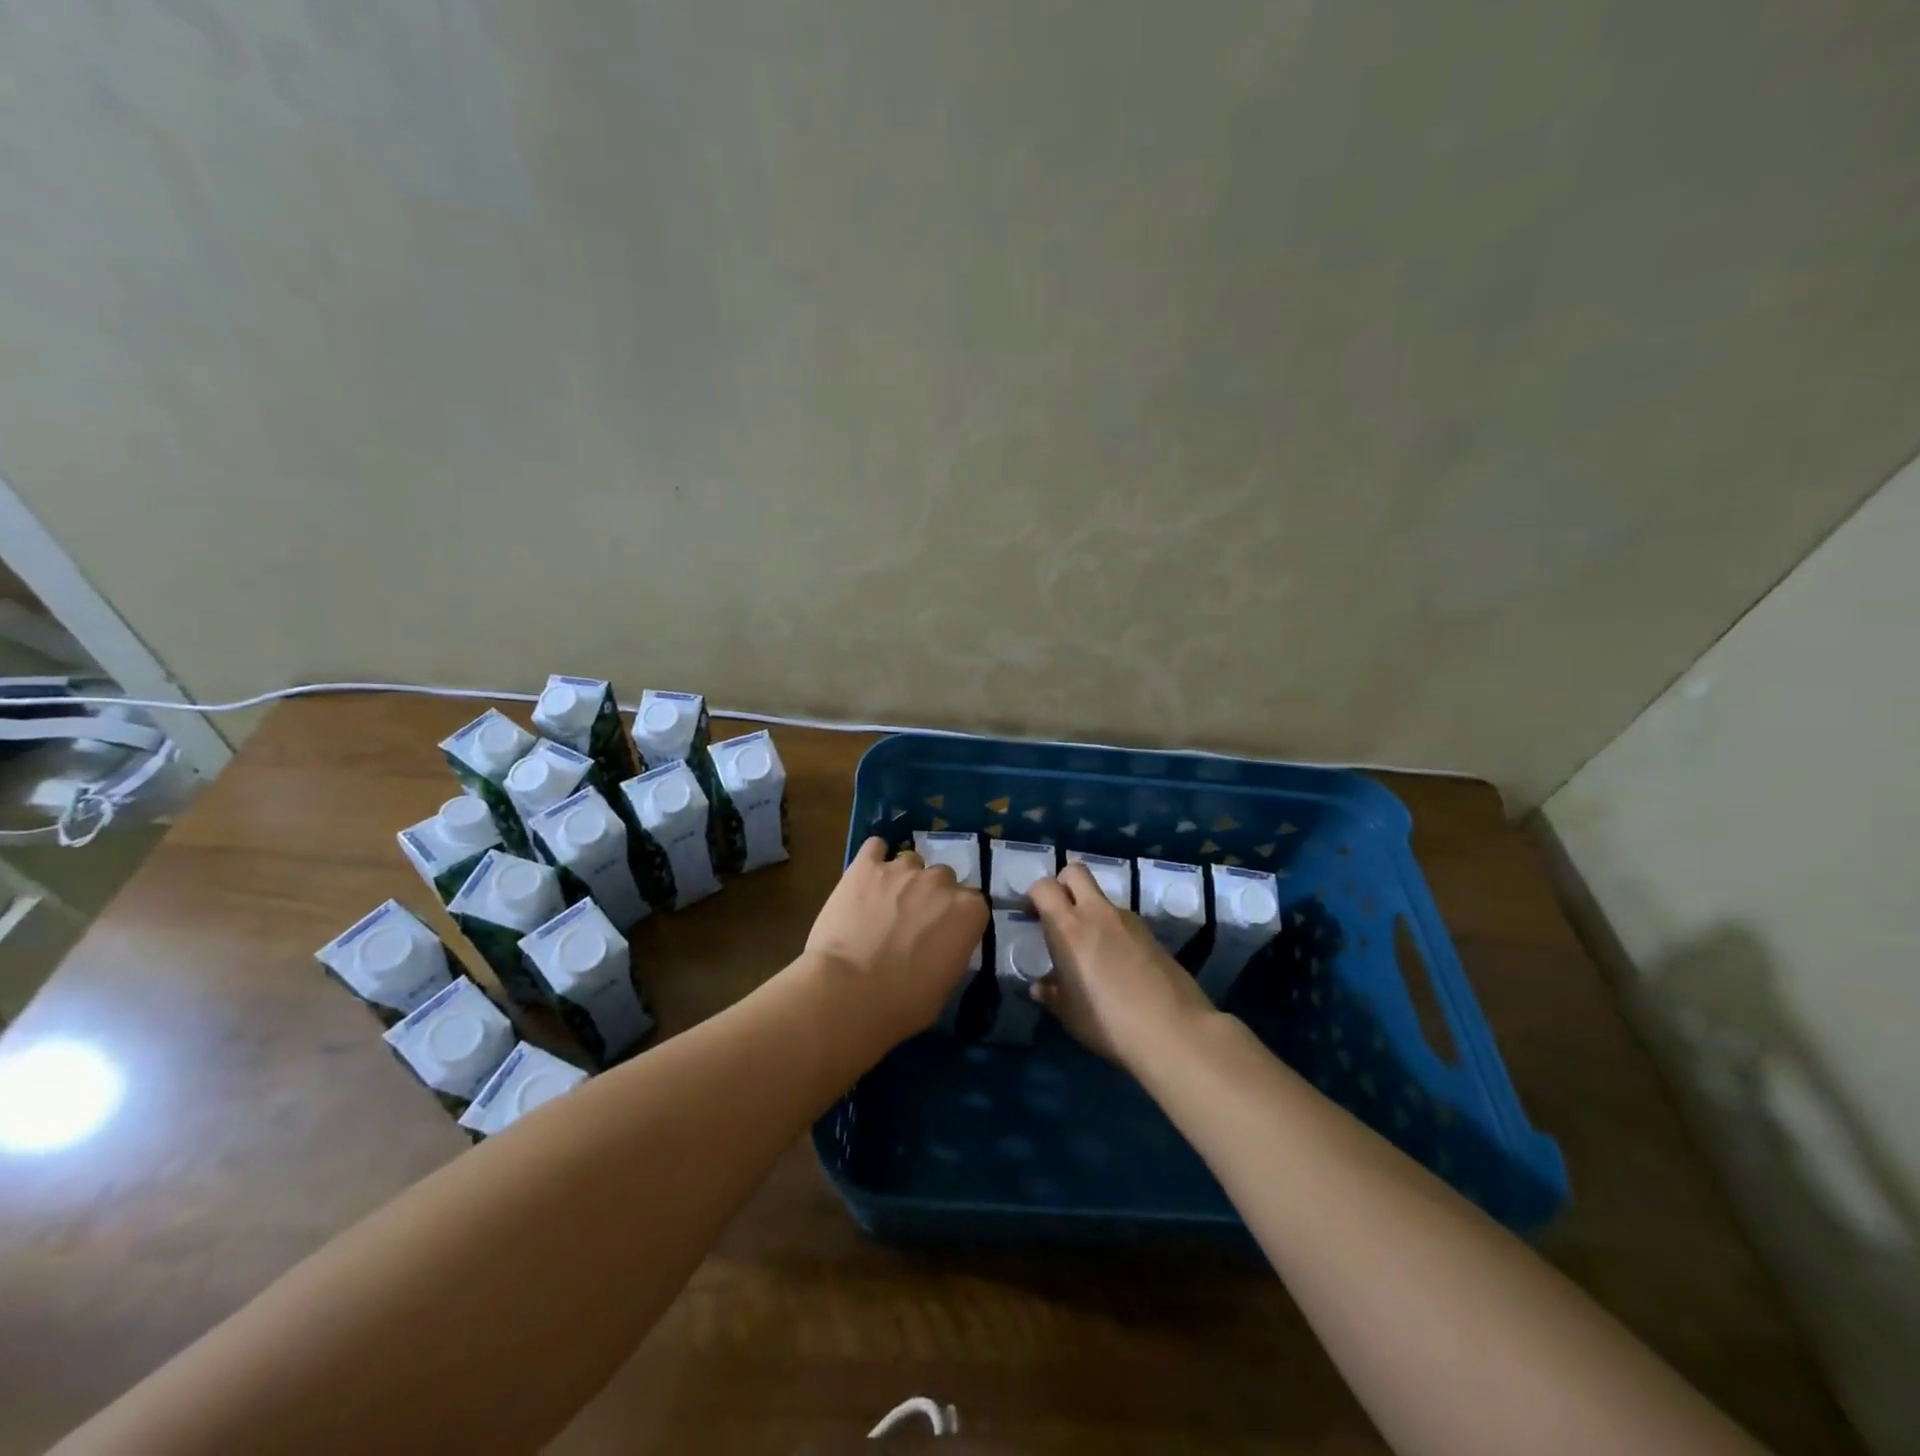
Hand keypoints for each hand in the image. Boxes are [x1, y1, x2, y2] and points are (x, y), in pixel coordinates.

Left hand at [804, 837, 988, 1039]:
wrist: (849, 992)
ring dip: (903, 879)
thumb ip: (952, 949)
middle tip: (913, 922)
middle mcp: (940, 882)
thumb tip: (943, 943)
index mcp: (968, 911)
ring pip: (911, 861)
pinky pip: (875, 847)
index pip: (974, 903)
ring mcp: (902, 869)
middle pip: (944, 878)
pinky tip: (867, 875)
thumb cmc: (904, 1002)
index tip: (944, 935)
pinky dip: (874, 858)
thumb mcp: (947, 983)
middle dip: (931, 896)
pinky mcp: (865, 866)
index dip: (957, 918)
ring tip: (885, 903)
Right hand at [1027, 865, 1216, 1068]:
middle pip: (1075, 872)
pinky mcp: (1151, 933)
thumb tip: (1041, 986)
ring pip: (1101, 898)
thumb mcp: (1069, 1014)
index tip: (1031, 917)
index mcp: (1069, 928)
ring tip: (1090, 949)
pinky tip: (1117, 964)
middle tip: (1059, 915)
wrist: (1175, 1031)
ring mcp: (1128, 920)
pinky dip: (1112, 930)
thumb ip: (1051, 994)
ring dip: (1090, 911)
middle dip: (1062, 884)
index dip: (1033, 896)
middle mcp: (1097, 913)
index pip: (1043, 887)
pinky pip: (1122, 920)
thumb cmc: (1109, 1023)